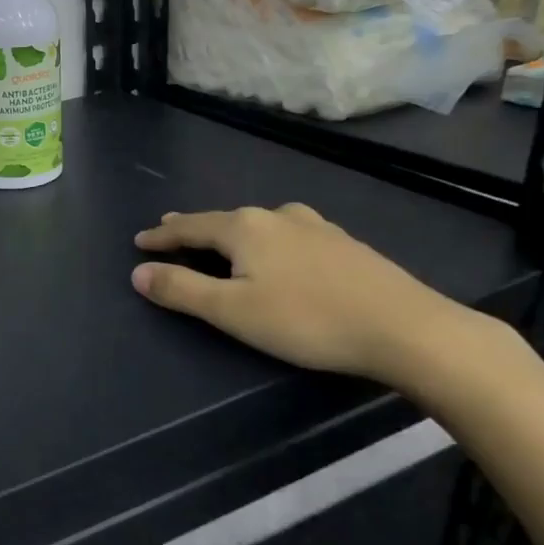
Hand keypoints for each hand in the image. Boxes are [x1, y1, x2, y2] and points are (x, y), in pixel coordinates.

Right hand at [131, 203, 492, 383]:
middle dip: (193, 227)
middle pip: (223, 220)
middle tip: (170, 229)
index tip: (139, 240)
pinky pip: (288, 233)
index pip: (189, 227)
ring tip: (221, 237)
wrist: (404, 327)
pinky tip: (280, 247)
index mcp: (244, 228)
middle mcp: (276, 216)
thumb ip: (181, 290)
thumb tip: (139, 272)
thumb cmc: (306, 321)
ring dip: (232, 231)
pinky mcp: (343, 244)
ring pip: (259, 224)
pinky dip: (267, 239)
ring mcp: (314, 226)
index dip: (161, 235)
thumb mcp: (232, 312)